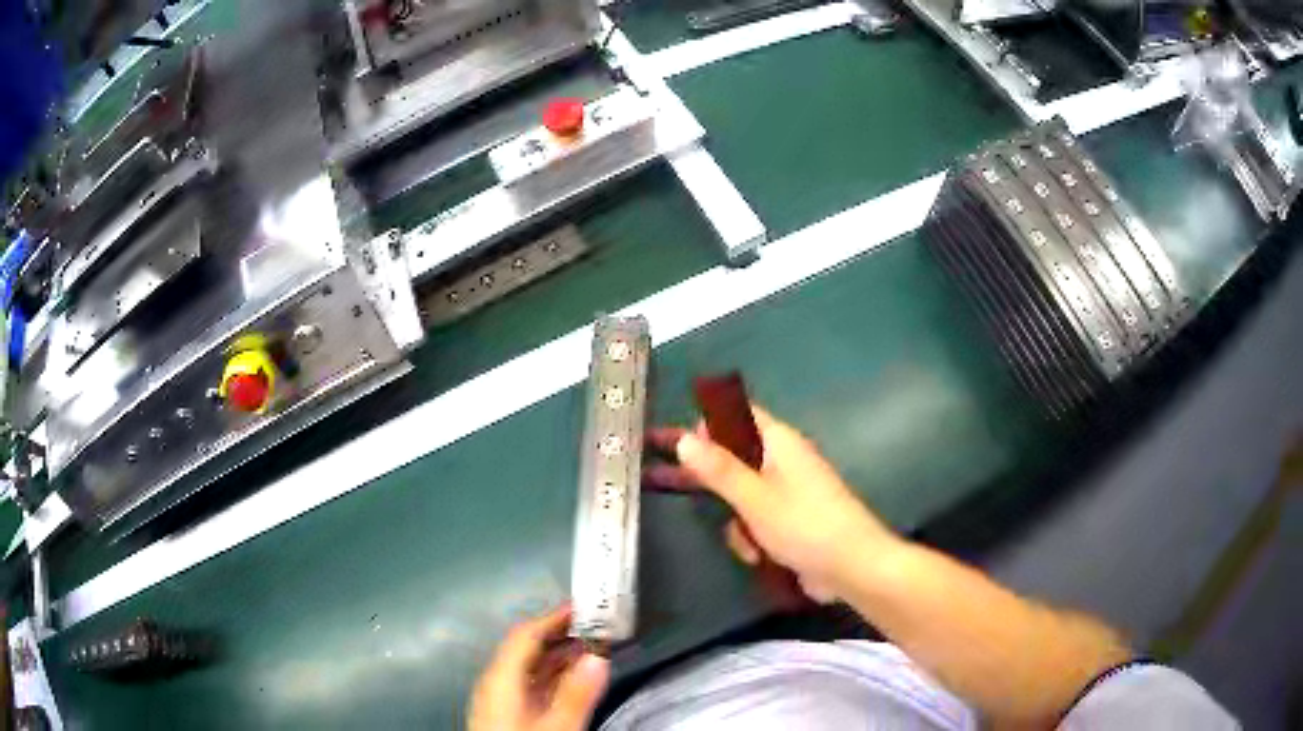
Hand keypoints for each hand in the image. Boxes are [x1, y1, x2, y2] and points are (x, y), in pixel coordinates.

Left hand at [469, 606, 609, 730]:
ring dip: (559, 656)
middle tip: (596, 626)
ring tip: (593, 648)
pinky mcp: (507, 714)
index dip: (553, 618)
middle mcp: (496, 682)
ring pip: (529, 668)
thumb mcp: (555, 726)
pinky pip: (531, 685)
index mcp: (500, 678)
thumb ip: (576, 694)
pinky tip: (575, 680)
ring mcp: (500, 699)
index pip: (524, 636)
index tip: (584, 607)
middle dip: (560, 635)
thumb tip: (598, 657)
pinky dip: (554, 676)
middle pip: (526, 649)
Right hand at [647, 406, 900, 601]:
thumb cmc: (805, 525)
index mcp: (779, 442)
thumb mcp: (755, 498)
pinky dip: (753, 537)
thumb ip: (718, 469)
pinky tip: (760, 557)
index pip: (737, 416)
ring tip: (748, 542)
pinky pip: (757, 521)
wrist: (852, 567)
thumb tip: (684, 438)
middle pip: (735, 459)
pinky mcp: (791, 521)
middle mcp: (783, 461)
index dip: (704, 423)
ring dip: (737, 521)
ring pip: (742, 497)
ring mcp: (788, 493)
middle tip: (667, 482)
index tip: (671, 439)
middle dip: (710, 479)